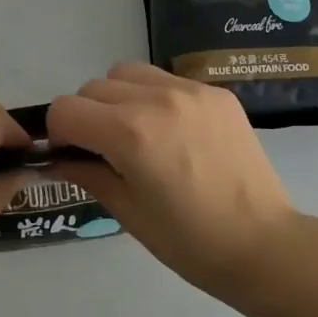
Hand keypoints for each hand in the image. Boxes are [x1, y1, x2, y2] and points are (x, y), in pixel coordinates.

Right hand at [46, 63, 301, 296]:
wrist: (263, 243)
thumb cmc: (190, 242)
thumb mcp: (128, 213)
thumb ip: (87, 174)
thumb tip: (54, 159)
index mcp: (130, 133)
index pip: (66, 110)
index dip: (59, 134)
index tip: (72, 154)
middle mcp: (156, 99)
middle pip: (93, 87)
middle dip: (87, 115)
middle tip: (104, 150)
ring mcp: (190, 90)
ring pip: (128, 73)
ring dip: (118, 97)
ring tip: (138, 133)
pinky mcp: (215, 91)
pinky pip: (166, 79)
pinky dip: (155, 97)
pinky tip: (174, 131)